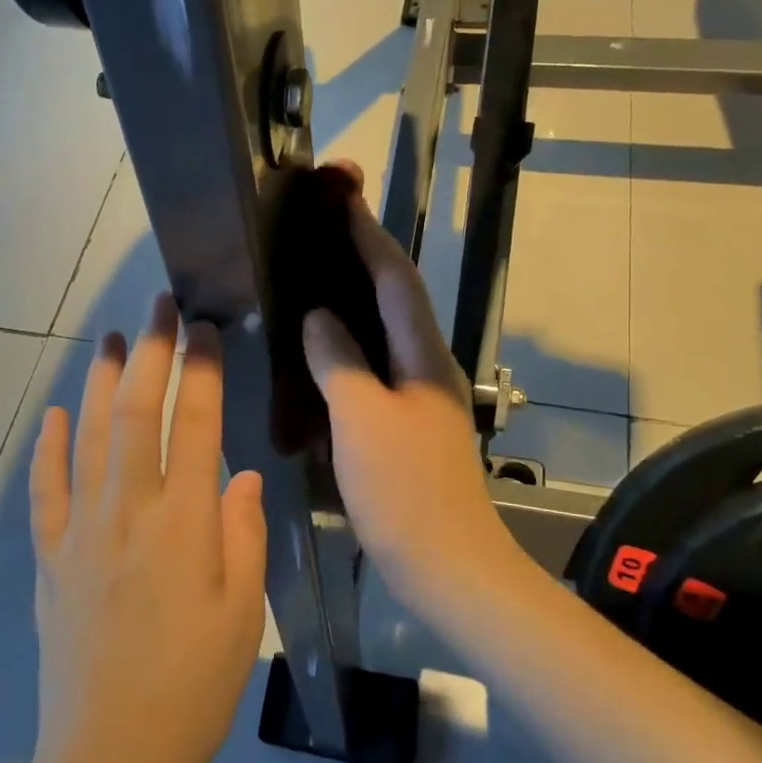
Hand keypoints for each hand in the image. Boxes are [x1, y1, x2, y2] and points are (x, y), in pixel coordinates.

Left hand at [28, 294, 268, 762]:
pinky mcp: (50, 559)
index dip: (200, 370)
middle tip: (158, 305)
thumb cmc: (194, 685)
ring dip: (98, 382)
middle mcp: (129, 512)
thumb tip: (241, 476)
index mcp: (185, 523)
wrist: (112, 757)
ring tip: (110, 339)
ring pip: (87, 437)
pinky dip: (48, 448)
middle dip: (150, 351)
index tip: (205, 329)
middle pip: (136, 412)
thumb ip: (244, 535)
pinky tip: (52, 415)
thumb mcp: (243, 612)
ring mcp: (81, 532)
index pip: (195, 425)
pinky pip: (46, 491)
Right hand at [301, 189, 511, 599]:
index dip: (369, 235)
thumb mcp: (362, 419)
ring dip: (354, 300)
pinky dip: (348, 349)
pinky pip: (374, 369)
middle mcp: (426, 366)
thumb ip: (339, 361)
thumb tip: (319, 316)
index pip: (396, 279)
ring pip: (384, 333)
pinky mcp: (406, 424)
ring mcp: (418, 397)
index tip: (344, 197)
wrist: (447, 565)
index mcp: (422, 356)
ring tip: (314, 278)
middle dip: (363, 257)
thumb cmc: (405, 490)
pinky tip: (319, 353)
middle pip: (395, 297)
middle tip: (323, 229)